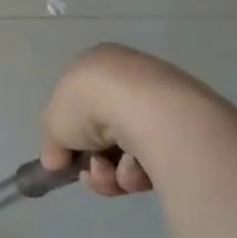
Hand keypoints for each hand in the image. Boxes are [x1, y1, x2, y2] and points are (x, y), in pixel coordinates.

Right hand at [38, 44, 171, 197]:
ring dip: (112, 172)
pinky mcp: (185, 130)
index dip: (72, 133)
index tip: (67, 156)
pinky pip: (153, 160)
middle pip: (105, 134)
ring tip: (114, 172)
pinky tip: (136, 168)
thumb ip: (52, 144)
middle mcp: (131, 79)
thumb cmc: (89, 104)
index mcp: (97, 65)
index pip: (80, 103)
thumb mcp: (53, 123)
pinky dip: (138, 172)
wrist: (146, 110)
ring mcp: (160, 104)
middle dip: (95, 161)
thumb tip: (55, 162)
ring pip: (127, 153)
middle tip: (92, 170)